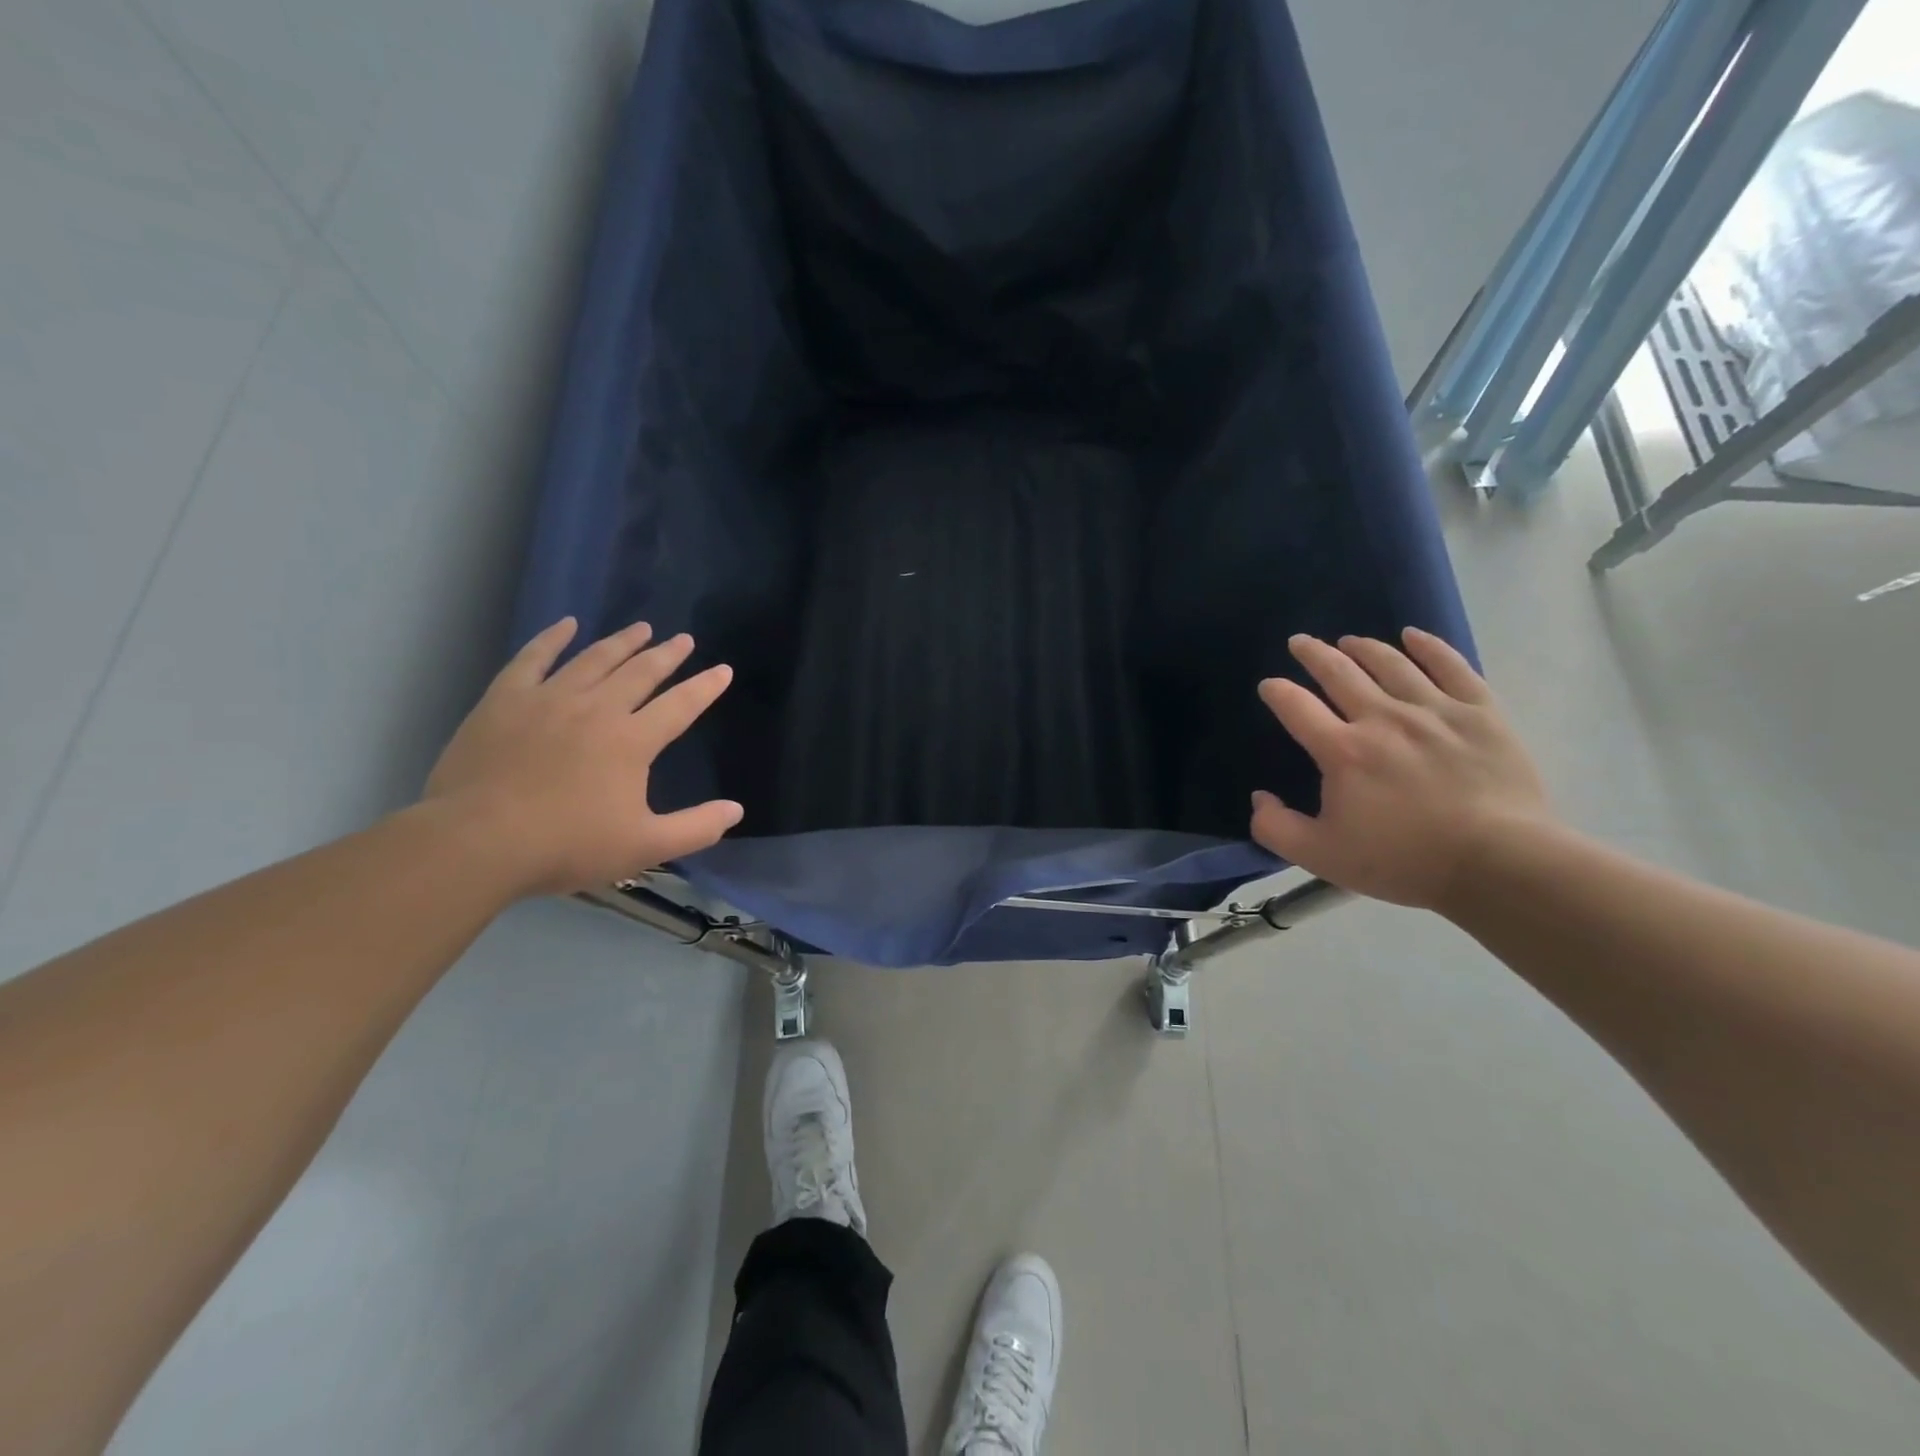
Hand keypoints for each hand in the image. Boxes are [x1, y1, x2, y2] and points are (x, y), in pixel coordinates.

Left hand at [425, 618, 741, 895]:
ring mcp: (549, 699)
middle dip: (667, 655)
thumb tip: (736, 809)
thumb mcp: (644, 847)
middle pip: (641, 672)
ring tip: (641, 628)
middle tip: (683, 639)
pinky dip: (553, 638)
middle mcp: (597, 709)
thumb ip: (696, 828)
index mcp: (632, 741)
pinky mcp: (506, 699)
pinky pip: (534, 658)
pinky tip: (567, 624)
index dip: (705, 687)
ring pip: (595, 659)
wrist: (477, 842)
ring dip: (622, 642)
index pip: (681, 705)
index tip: (723, 670)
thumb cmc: (566, 845)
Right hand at [1250, 628, 1551, 910]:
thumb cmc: (1404, 860)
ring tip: (1350, 641)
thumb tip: (1260, 796)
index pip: (1296, 707)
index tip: (1269, 686)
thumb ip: (1274, 827)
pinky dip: (1429, 647)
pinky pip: (1452, 666)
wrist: (1499, 864)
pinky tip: (1414, 636)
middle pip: (1340, 672)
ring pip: (1391, 664)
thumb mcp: (1320, 856)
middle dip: (1314, 654)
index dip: (1277, 692)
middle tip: (1300, 642)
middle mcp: (1382, 718)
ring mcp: (1434, 711)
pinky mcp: (1480, 713)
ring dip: (1364, 648)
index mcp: (1343, 751)